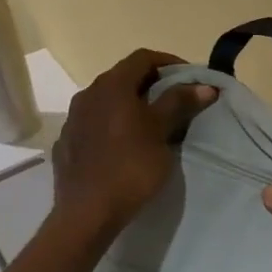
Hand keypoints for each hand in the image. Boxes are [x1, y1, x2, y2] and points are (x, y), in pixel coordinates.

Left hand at [52, 49, 216, 235]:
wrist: (86, 213)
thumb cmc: (130, 166)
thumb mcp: (161, 131)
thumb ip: (179, 102)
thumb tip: (204, 85)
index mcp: (111, 86)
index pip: (143, 58)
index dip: (169, 62)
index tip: (190, 78)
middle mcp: (88, 94)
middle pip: (124, 77)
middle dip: (152, 83)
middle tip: (176, 99)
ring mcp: (73, 119)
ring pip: (108, 100)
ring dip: (131, 104)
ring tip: (153, 123)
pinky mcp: (67, 143)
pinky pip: (95, 123)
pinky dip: (114, 124)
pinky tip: (125, 144)